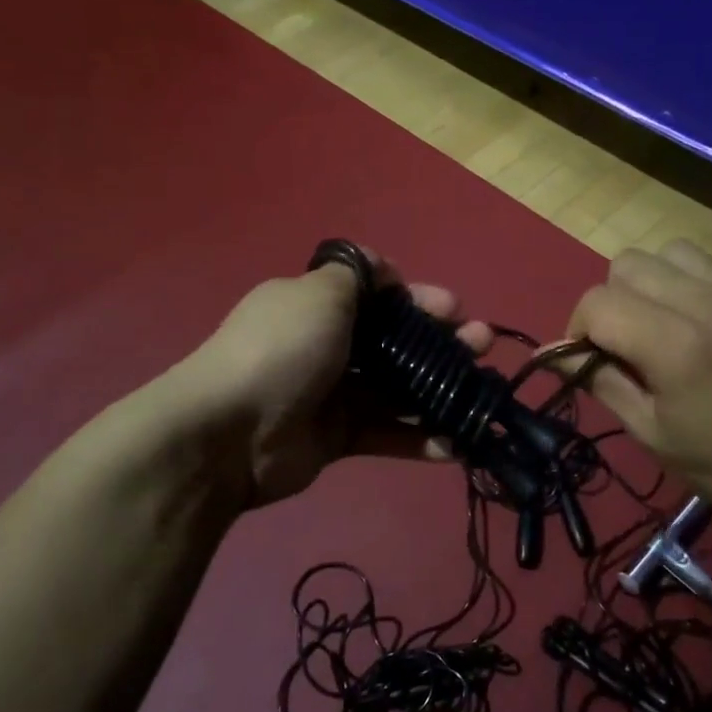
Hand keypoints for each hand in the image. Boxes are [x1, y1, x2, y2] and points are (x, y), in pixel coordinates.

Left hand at [175, 251, 492, 505]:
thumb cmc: (282, 349)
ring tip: (483, 391)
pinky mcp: (338, 438)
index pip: (377, 294)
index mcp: (318, 306)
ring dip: (441, 389)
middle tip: (480, 344)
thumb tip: (382, 269)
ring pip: (398, 389)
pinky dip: (421, 439)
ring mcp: (332, 394)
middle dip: (440, 341)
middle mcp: (327, 345)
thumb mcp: (319, 294)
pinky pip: (387, 434)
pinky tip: (458, 442)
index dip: (417, 296)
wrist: (229, 434)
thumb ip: (355, 274)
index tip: (452, 307)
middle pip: (394, 341)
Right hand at [566, 241, 711, 533]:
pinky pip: (701, 265)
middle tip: (621, 347)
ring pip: (664, 253)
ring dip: (644, 285)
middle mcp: (706, 302)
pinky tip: (690, 327)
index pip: (597, 302)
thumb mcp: (651, 433)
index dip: (578, 329)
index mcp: (676, 345)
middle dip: (609, 302)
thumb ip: (599, 381)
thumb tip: (551, 353)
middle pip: (626, 264)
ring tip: (654, 329)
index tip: (587, 362)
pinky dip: (679, 284)